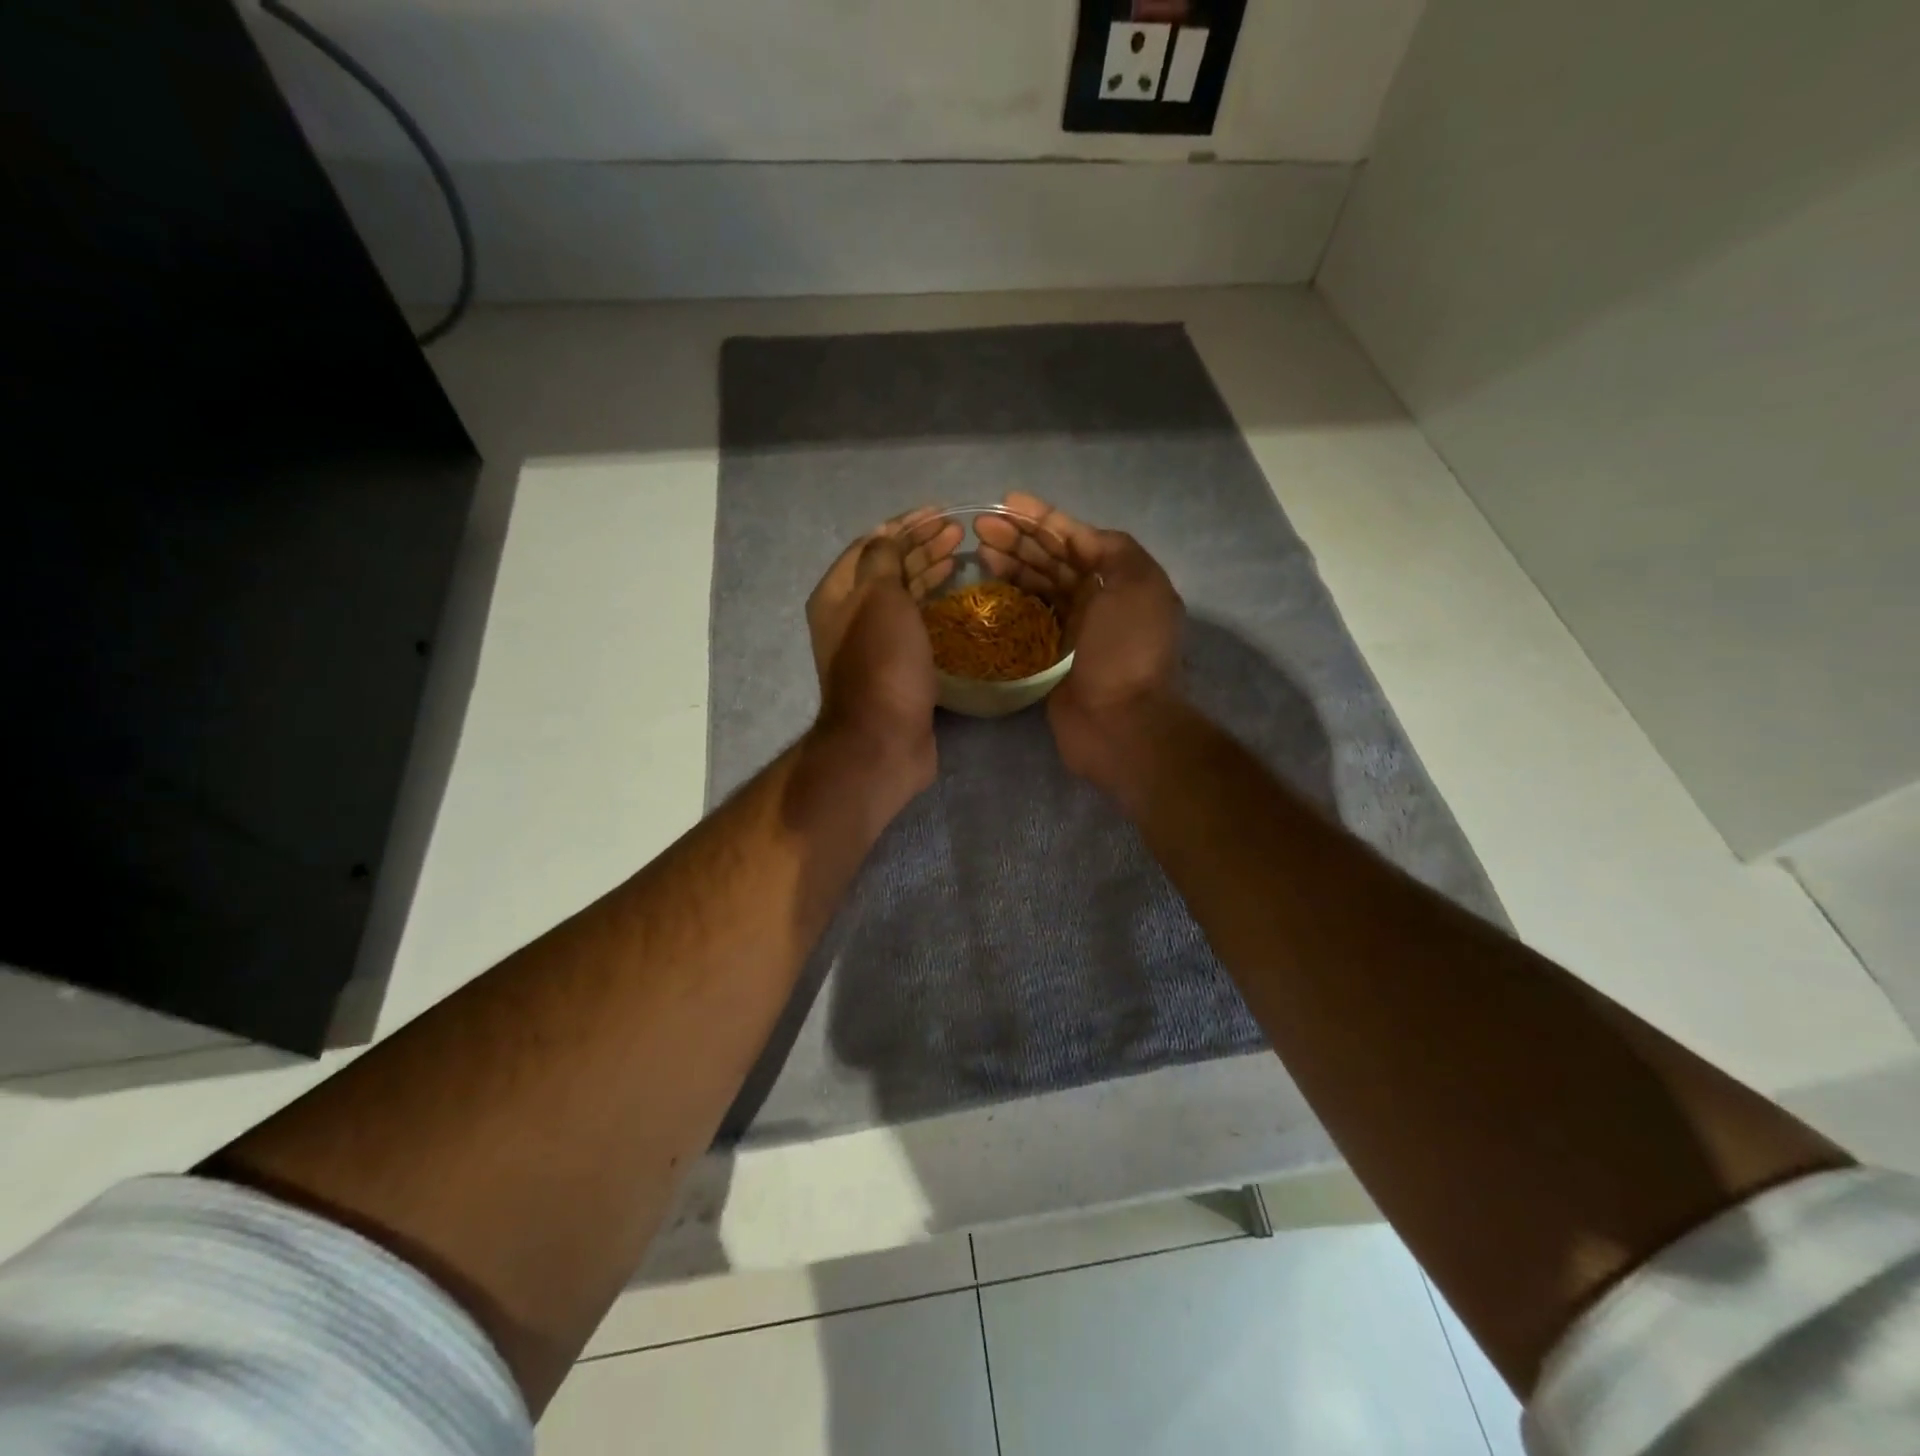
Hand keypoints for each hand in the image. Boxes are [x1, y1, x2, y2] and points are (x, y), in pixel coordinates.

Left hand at [805, 507, 962, 794]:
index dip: (904, 525)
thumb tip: (888, 536)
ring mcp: (871, 643)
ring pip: (901, 596)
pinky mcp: (895, 666)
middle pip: (885, 569)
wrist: (884, 739)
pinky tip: (952, 599)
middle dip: (920, 546)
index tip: (941, 513)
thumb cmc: (882, 662)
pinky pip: (913, 623)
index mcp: (836, 594)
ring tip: (959, 557)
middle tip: (957, 534)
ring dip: (927, 572)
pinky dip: (931, 605)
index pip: (870, 545)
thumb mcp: (880, 598)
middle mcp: (848, 615)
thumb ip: (883, 559)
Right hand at [977, 493, 1183, 790]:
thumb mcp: (1137, 585)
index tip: (1006, 503)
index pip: (1077, 539)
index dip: (1043, 518)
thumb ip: (1114, 550)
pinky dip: (1011, 599)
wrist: (1119, 723)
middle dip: (1021, 539)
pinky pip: (1029, 617)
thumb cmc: (1126, 650)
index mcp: (1121, 580)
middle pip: (1055, 560)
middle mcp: (1099, 601)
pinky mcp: (1053, 657)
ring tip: (979, 551)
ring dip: (1012, 564)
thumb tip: (1081, 537)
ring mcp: (1076, 630)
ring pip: (1040, 586)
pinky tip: (988, 586)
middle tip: (980, 528)